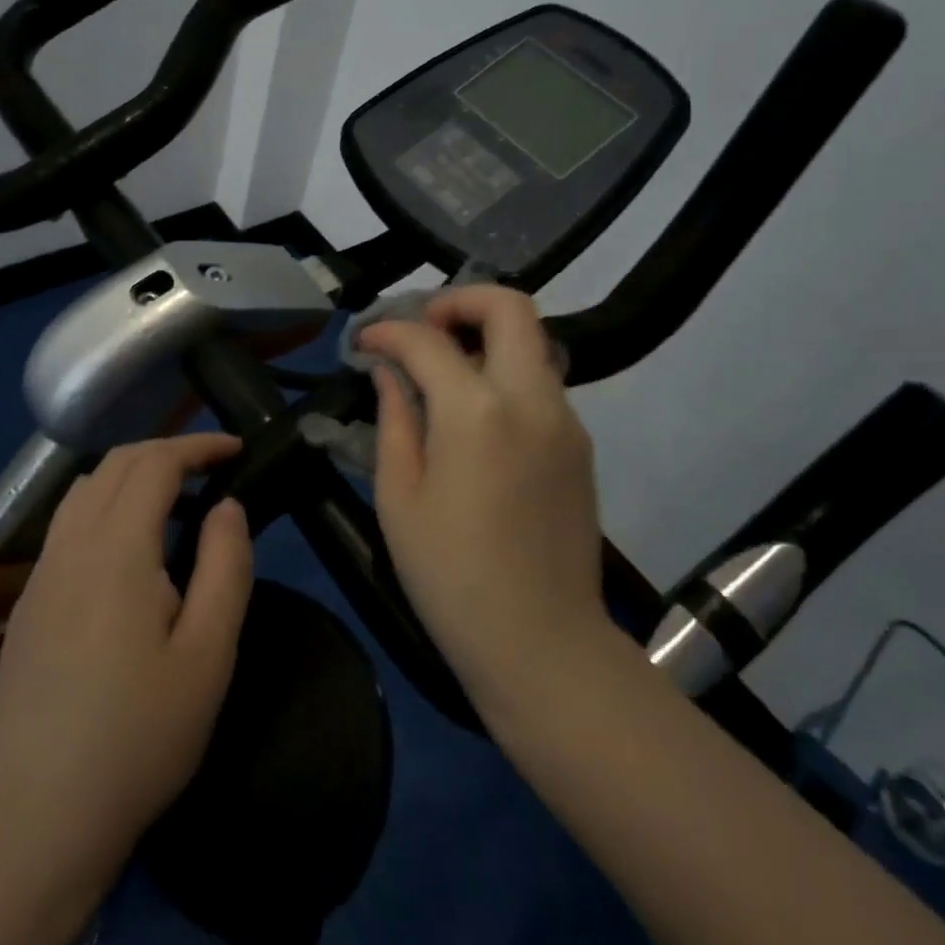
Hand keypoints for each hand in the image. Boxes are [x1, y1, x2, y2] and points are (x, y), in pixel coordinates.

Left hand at [0, 433, 252, 919]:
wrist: (40, 819)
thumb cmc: (140, 736)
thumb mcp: (209, 655)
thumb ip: (226, 567)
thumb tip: (228, 507)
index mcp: (116, 552)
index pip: (155, 464)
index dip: (198, 445)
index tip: (236, 449)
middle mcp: (70, 547)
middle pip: (115, 464)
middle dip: (167, 451)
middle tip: (212, 468)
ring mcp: (40, 574)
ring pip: (84, 489)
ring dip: (132, 473)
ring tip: (176, 497)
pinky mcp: (27, 602)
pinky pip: (67, 523)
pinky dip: (106, 503)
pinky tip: (130, 546)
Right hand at [357, 286, 607, 707]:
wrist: (542, 644)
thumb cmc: (451, 576)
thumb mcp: (399, 497)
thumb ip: (395, 418)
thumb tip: (389, 371)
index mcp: (477, 411)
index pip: (427, 340)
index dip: (388, 331)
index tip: (365, 342)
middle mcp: (531, 398)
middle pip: (509, 306)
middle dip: (458, 300)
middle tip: (421, 330)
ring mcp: (565, 419)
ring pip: (531, 342)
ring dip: (485, 336)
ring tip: (442, 371)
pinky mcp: (579, 444)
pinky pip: (541, 382)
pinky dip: (505, 373)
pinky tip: (475, 416)